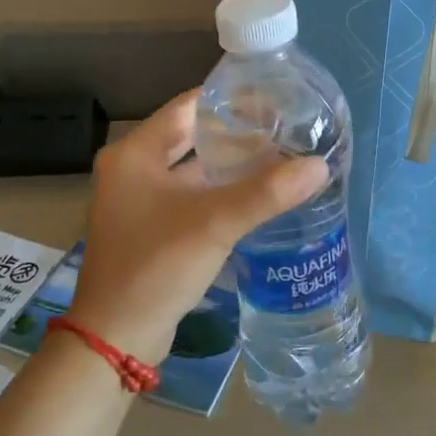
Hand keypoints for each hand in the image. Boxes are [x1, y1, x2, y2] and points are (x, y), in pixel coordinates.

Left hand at [68, 90, 326, 362]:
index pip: (189, 105)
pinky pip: (193, 197)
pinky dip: (222, 191)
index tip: (275, 97)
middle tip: (285, 127)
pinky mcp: (151, 228)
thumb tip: (319, 165)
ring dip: (232, 164)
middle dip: (237, 132)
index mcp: (135, 153)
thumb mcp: (214, 223)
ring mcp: (140, 201)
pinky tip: (258, 195)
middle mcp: (132, 169)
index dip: (231, 99)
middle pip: (193, 136)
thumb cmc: (156, 266)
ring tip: (280, 156)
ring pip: (195, 169)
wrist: (115, 338)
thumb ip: (267, 192)